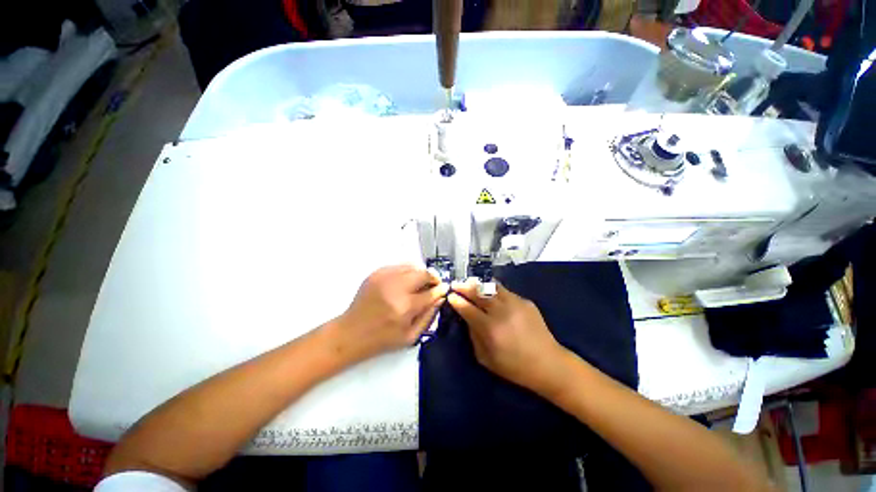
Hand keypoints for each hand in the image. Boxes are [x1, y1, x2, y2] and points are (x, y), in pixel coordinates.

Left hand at [331, 265, 447, 362]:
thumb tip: (440, 298)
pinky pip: (399, 266)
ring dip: (420, 273)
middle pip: (423, 274)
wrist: (352, 332)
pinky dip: (407, 271)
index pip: (430, 292)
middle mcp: (395, 289)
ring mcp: (384, 278)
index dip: (440, 289)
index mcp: (404, 308)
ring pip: (412, 266)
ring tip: (421, 282)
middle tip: (434, 283)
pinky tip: (407, 280)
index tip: (444, 288)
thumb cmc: (382, 339)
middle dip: (433, 278)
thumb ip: (429, 316)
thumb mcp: (410, 336)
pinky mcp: (376, 273)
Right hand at [447, 279, 570, 395]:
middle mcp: (501, 312)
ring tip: (471, 284)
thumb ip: (473, 336)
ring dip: (478, 284)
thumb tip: (467, 318)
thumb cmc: (514, 367)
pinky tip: (490, 292)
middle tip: (456, 284)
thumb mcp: (486, 359)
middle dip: (464, 287)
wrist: (548, 363)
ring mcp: (515, 303)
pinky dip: (493, 290)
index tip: (451, 295)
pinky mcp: (525, 301)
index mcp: (490, 329)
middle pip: (478, 292)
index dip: (457, 300)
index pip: (467, 308)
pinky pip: (504, 291)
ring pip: (491, 286)